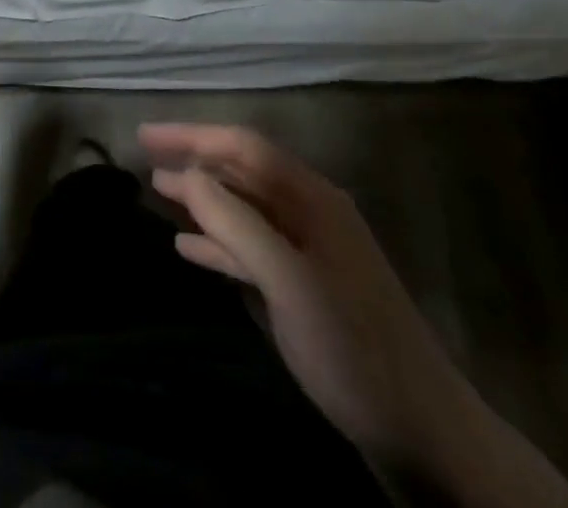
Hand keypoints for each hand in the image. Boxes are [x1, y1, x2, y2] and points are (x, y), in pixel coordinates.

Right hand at [139, 124, 479, 469]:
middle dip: (194, 160)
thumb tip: (187, 174)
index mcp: (311, 196)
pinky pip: (252, 248)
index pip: (242, 146)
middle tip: (144, 157)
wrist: (423, 433)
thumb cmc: (352, 345)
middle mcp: (309, 211)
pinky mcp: (305, 288)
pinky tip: (187, 248)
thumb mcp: (289, 281)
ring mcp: (308, 251)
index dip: (191, 135)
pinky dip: (218, 242)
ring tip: (158, 193)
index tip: (144, 135)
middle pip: (241, 171)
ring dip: (202, 199)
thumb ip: (236, 223)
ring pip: (244, 209)